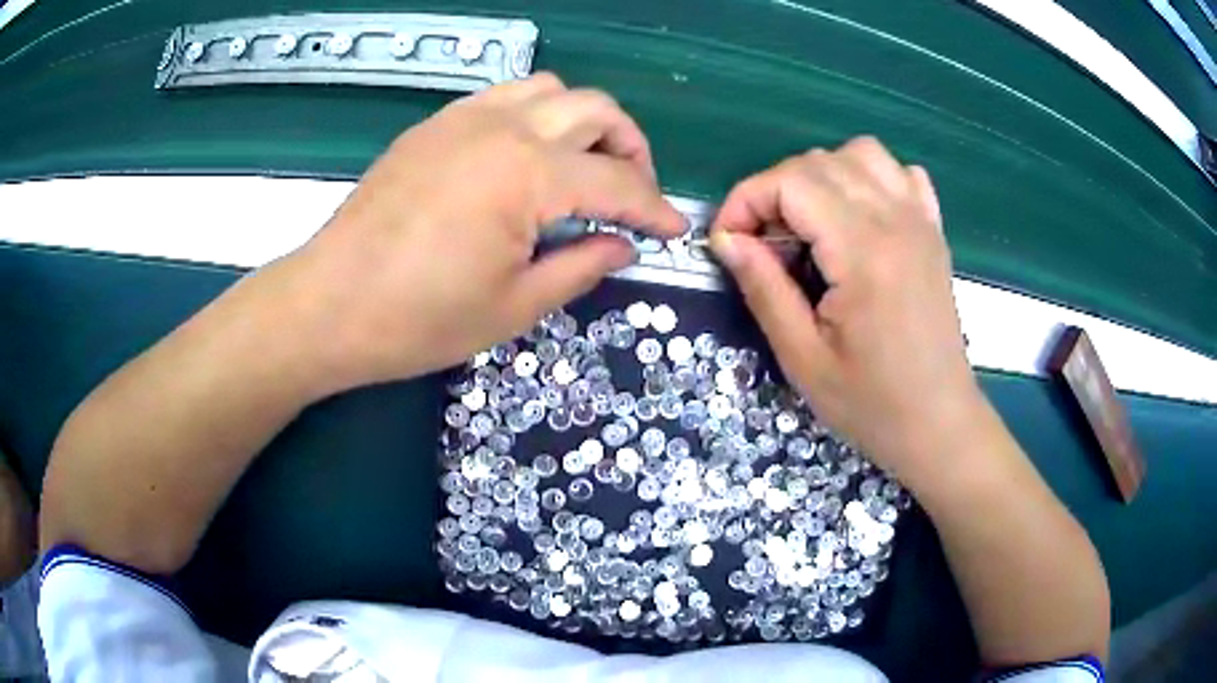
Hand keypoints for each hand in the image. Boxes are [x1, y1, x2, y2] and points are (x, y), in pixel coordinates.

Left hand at [283, 74, 684, 391]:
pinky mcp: (435, 125)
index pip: (617, 182)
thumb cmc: (419, 319)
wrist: (330, 304)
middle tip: (632, 193)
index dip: (655, 208)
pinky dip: (535, 116)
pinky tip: (527, 158)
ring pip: (551, 89)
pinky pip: (504, 97)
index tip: (674, 228)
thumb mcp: (514, 306)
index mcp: (527, 175)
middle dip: (631, 147)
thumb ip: (581, 267)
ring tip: (583, 166)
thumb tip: (623, 246)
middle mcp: (502, 127)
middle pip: (595, 109)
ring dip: (583, 121)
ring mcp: (463, 118)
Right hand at [709, 137, 980, 486]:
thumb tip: (725, 239)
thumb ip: (763, 288)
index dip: (745, 201)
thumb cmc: (872, 404)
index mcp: (863, 251)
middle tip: (763, 245)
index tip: (728, 243)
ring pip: (860, 153)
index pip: (789, 182)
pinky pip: (900, 173)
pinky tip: (859, 216)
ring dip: (821, 176)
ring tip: (809, 224)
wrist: (940, 424)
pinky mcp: (933, 231)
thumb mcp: (803, 358)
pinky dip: (870, 178)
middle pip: (818, 162)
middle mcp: (895, 220)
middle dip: (774, 191)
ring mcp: (921, 221)